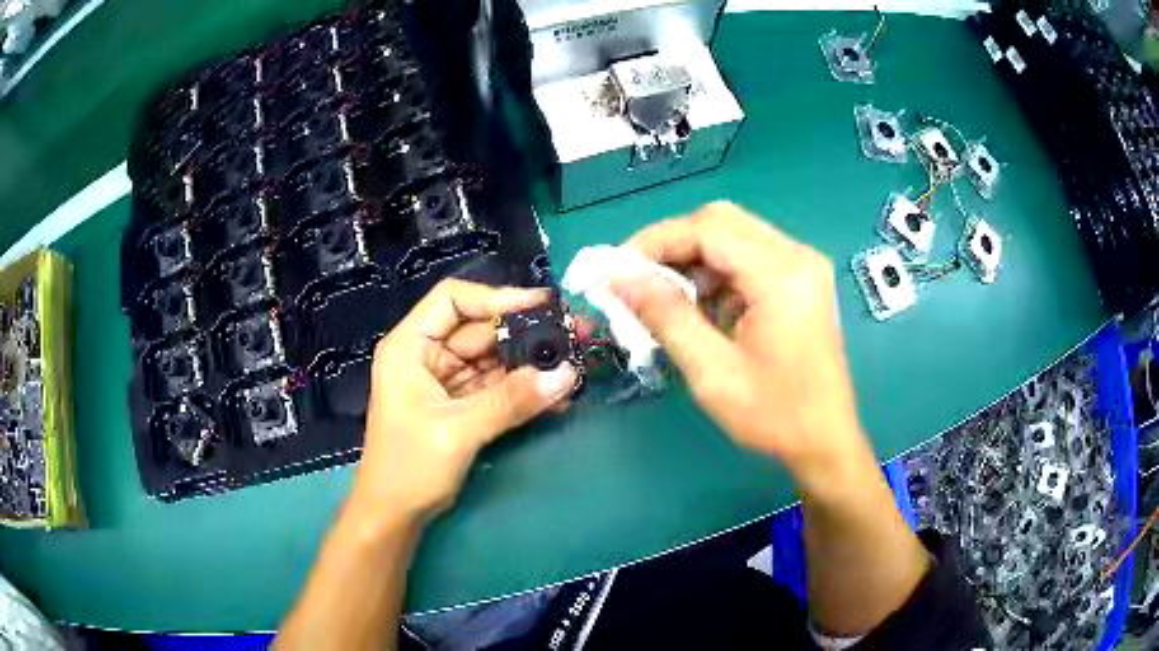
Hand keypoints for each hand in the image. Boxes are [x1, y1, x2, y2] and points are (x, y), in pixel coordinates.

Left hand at [351, 278, 577, 524]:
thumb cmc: (409, 468)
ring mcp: (445, 379)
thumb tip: (566, 374)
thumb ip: (510, 401)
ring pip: (494, 357)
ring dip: (530, 363)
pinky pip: (497, 386)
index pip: (453, 300)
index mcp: (410, 346)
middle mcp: (428, 354)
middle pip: (481, 328)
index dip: (497, 297)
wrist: (395, 515)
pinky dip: (524, 389)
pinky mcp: (461, 403)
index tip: (543, 306)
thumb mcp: (457, 431)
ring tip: (574, 363)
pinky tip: (557, 394)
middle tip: (574, 334)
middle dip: (526, 333)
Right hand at [615, 202, 868, 486]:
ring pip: (733, 234)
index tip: (617, 269)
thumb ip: (666, 317)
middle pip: (721, 221)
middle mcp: (797, 256)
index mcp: (782, 275)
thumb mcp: (713, 373)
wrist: (826, 439)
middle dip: (673, 245)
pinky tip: (705, 307)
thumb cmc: (776, 415)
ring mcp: (803, 265)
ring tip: (669, 300)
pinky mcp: (802, 279)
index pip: (707, 229)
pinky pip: (749, 255)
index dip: (655, 242)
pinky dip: (717, 272)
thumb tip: (620, 279)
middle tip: (639, 281)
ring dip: (694, 259)